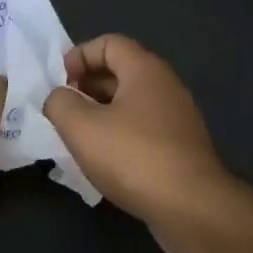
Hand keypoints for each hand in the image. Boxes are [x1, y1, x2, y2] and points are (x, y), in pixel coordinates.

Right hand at [43, 35, 236, 252]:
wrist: (192, 209)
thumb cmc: (133, 157)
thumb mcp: (80, 126)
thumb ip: (59, 103)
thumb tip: (59, 98)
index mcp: (145, 70)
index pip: (109, 43)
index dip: (79, 56)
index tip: (60, 83)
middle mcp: (166, 87)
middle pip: (120, 72)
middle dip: (86, 86)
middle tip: (63, 110)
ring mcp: (177, 119)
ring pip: (130, 104)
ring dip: (100, 113)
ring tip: (77, 137)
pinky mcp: (180, 149)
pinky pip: (142, 129)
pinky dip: (118, 135)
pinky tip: (103, 161)